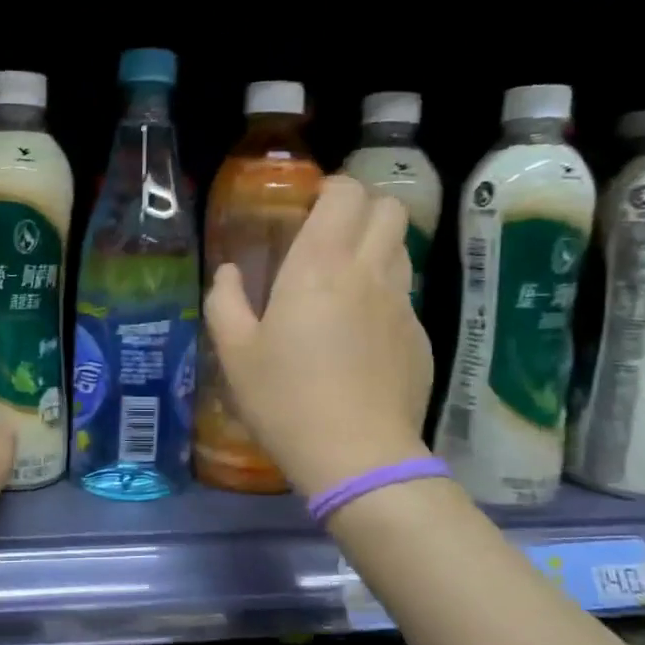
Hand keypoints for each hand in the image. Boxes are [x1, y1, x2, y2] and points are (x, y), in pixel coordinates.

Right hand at [204, 175, 433, 495]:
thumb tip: (228, 274)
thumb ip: (225, 302)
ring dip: (377, 245)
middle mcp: (368, 272)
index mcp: (319, 266)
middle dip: (362, 208)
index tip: (308, 208)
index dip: (331, 189)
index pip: (346, 193)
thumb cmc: (285, 399)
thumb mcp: (235, 353)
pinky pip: (405, 293)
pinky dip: (385, 292)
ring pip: (402, 246)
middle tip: (330, 235)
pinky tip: (361, 331)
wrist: (357, 455)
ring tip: (345, 277)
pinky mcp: (419, 337)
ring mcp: (401, 304)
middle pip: (388, 208)